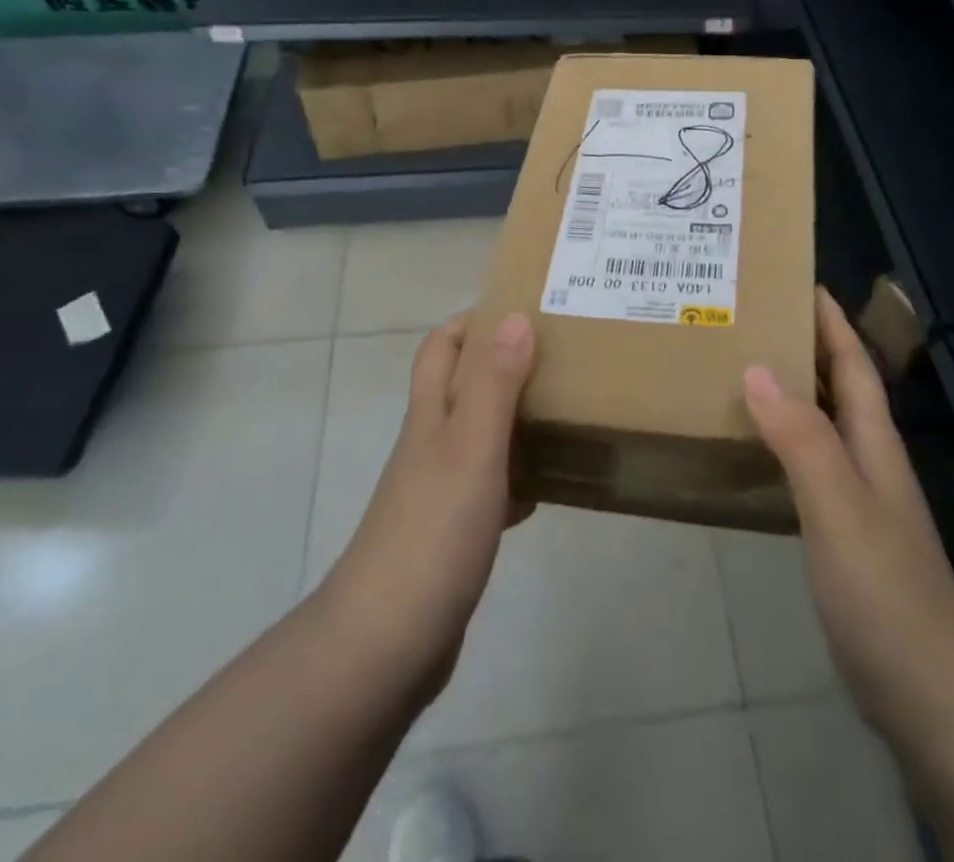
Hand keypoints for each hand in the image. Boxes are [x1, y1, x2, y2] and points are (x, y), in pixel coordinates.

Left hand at [314, 312, 535, 706]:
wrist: (386, 643)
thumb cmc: (433, 530)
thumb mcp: (471, 446)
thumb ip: (494, 383)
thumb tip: (514, 316)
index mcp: (431, 414)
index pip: (442, 345)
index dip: (474, 320)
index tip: (525, 311)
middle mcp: (431, 442)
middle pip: (464, 385)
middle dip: (505, 363)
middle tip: (559, 356)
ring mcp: (440, 489)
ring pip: (481, 434)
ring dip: (516, 417)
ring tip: (566, 409)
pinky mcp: (454, 531)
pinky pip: (492, 486)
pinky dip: (519, 475)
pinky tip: (551, 484)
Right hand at [744, 289, 953, 742]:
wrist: (926, 690)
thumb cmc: (883, 587)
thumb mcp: (837, 504)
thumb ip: (801, 437)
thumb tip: (757, 366)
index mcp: (873, 440)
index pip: (855, 363)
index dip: (831, 321)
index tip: (799, 281)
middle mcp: (867, 458)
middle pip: (839, 386)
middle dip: (805, 345)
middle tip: (751, 318)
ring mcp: (857, 497)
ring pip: (821, 423)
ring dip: (790, 390)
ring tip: (739, 368)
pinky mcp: (841, 532)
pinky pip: (807, 463)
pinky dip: (781, 439)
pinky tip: (753, 445)